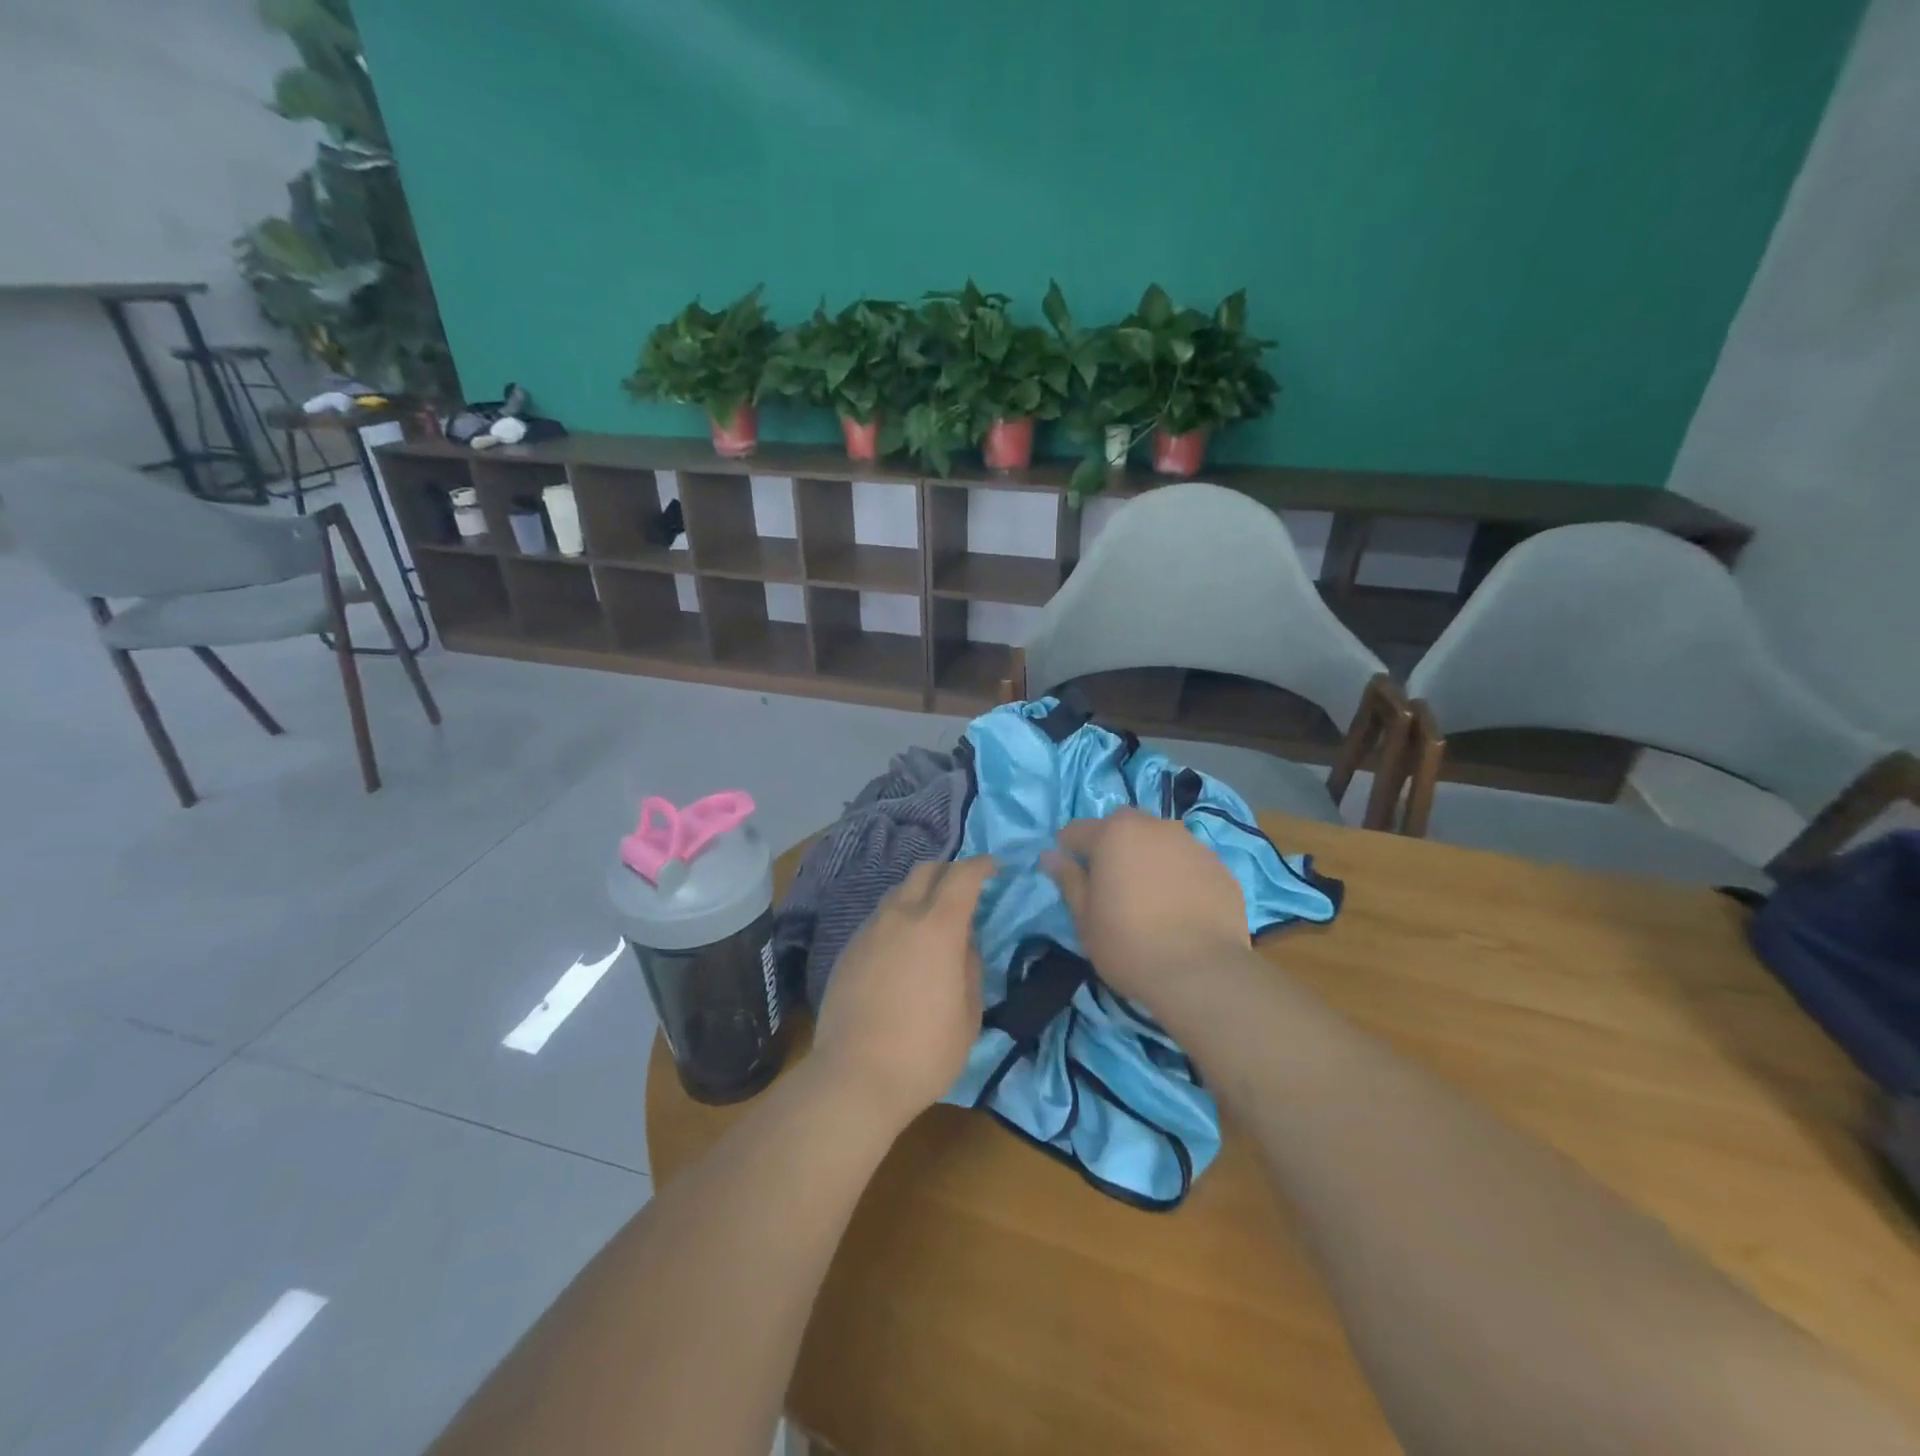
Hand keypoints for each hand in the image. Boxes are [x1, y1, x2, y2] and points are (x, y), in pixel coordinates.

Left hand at [811, 856, 994, 1128]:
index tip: (995, 867)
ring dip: (920, 896)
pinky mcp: (848, 950)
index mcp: (938, 927)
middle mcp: (900, 917)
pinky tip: (902, 951)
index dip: (982, 865)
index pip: (963, 876)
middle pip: (925, 870)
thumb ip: (970, 967)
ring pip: (897, 893)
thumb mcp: (969, 1015)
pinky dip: (897, 920)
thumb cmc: (924, 1051)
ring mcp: (869, 931)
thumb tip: (963, 944)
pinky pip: (878, 919)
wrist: (854, 1077)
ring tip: (932, 922)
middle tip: (964, 890)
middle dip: (948, 871)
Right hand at [1045, 811, 1248, 1007]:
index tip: (1067, 869)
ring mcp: (1193, 845)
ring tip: (1148, 893)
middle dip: (1112, 842)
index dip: (1069, 847)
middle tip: (1109, 878)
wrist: (1202, 973)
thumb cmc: (1129, 944)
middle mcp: (1155, 827)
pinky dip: (1179, 874)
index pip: (1079, 829)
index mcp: (1115, 834)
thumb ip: (1069, 880)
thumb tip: (1051, 855)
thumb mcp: (1086, 918)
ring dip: (1148, 855)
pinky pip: (1189, 861)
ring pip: (1160, 840)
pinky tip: (1179, 905)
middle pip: (1124, 825)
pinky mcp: (1220, 867)